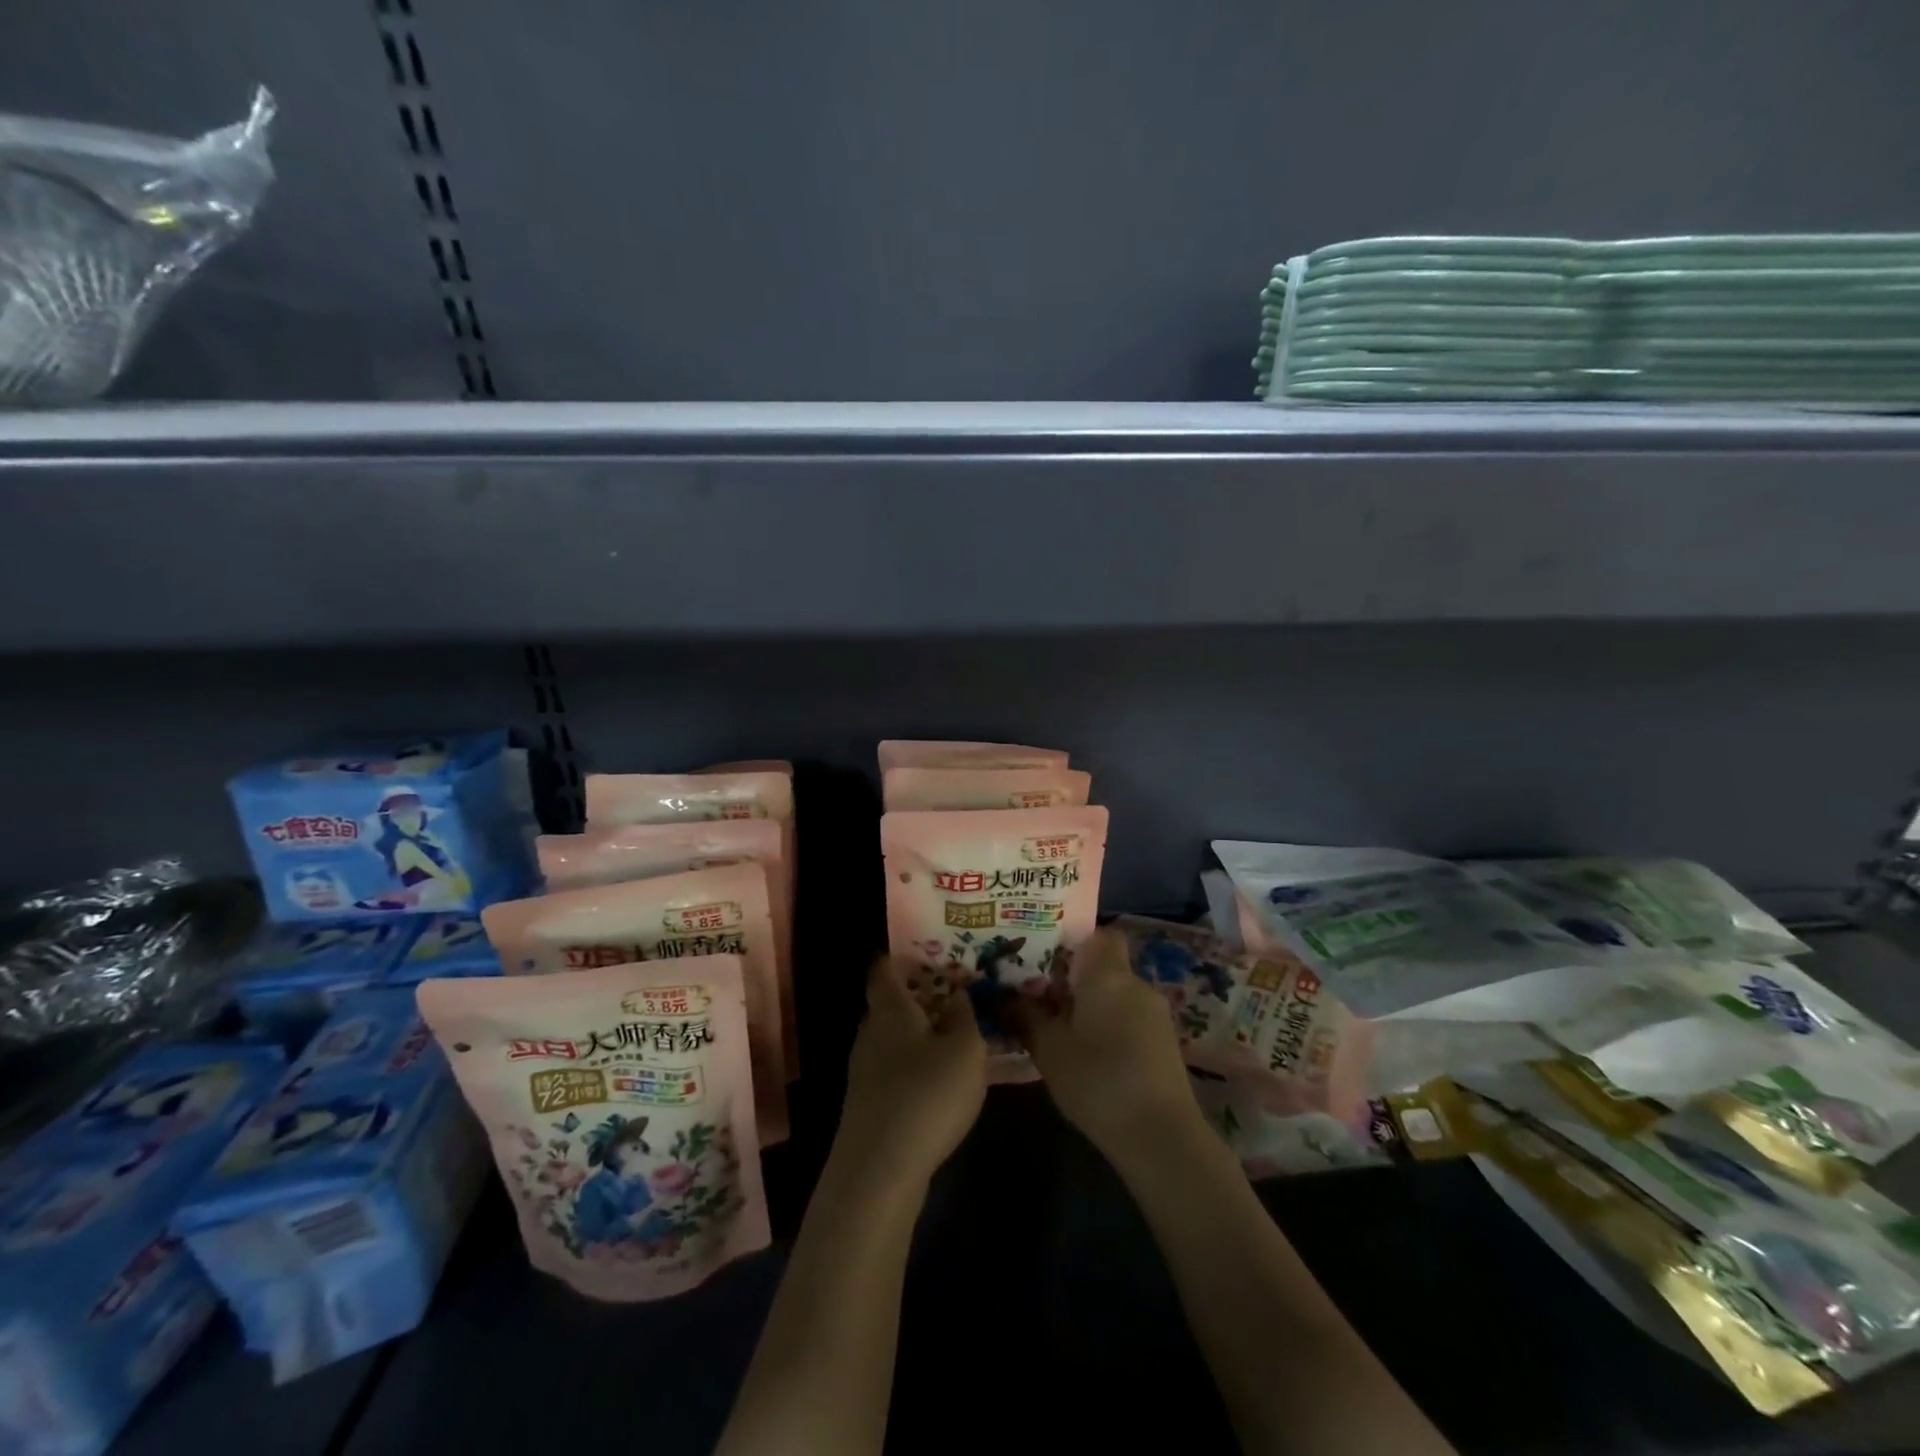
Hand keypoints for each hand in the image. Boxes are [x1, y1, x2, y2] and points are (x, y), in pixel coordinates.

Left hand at [832, 956, 985, 1189]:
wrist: (880, 1172)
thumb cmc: (926, 1095)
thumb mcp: (965, 1050)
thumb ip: (965, 1016)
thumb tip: (959, 993)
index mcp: (890, 1008)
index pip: (885, 967)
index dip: (905, 955)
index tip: (934, 951)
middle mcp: (871, 1031)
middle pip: (893, 1002)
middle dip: (924, 995)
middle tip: (961, 992)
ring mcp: (866, 1069)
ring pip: (897, 1036)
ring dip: (925, 1032)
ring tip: (962, 1034)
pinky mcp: (871, 1102)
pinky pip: (898, 1067)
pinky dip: (920, 1062)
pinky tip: (946, 1078)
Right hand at [1004, 926, 1203, 1164]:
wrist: (1161, 1137)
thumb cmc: (1098, 1081)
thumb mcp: (1049, 1050)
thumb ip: (1025, 1017)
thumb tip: (1000, 995)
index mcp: (1108, 975)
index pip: (1101, 934)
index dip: (1076, 941)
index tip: (1047, 958)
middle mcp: (1137, 985)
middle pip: (1106, 966)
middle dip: (1076, 978)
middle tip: (1042, 995)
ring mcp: (1156, 1015)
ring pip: (1118, 994)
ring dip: (1093, 1005)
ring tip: (1061, 1027)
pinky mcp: (1165, 1043)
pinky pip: (1131, 1018)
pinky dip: (1111, 1026)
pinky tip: (1091, 1054)